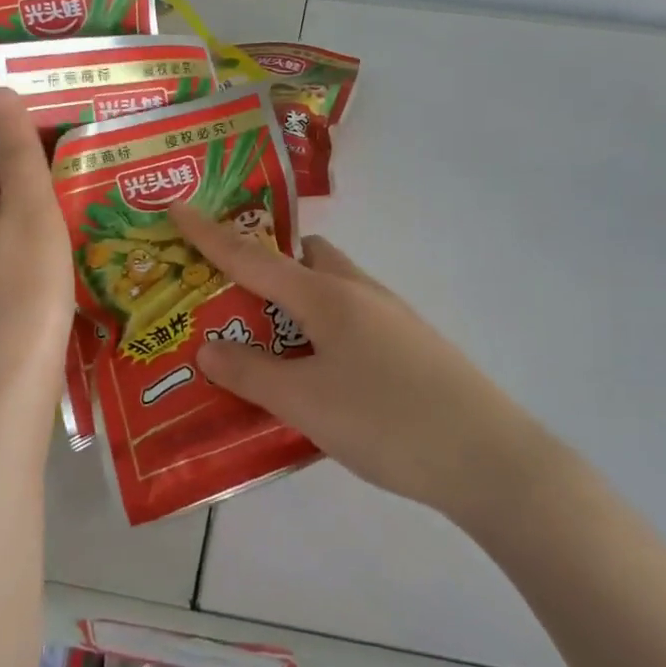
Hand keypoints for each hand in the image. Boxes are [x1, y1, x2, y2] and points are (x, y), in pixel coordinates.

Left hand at [0, 87, 73, 418]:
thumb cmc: (23, 288)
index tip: (65, 94)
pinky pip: (39, 235)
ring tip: (107, 164)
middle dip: (46, 147)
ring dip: (58, 183)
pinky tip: (95, 221)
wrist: (13, 378)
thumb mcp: (26, 210)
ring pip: (26, 204)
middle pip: (8, 170)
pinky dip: (63, 219)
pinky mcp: (17, 282)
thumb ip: (16, 153)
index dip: (19, 113)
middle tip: (101, 127)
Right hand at [173, 205, 548, 521]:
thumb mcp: (305, 403)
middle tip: (233, 299)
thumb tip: (208, 350)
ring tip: (268, 345)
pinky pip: (352, 322)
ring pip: (332, 291)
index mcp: (328, 295)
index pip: (254, 256)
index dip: (211, 234)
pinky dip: (323, 332)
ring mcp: (392, 319)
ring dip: (296, 303)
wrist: (488, 458)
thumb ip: (251, 373)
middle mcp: (361, 294)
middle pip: (306, 258)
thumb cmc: (387, 421)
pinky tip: (318, 377)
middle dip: (267, 265)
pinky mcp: (411, 348)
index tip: (177, 208)